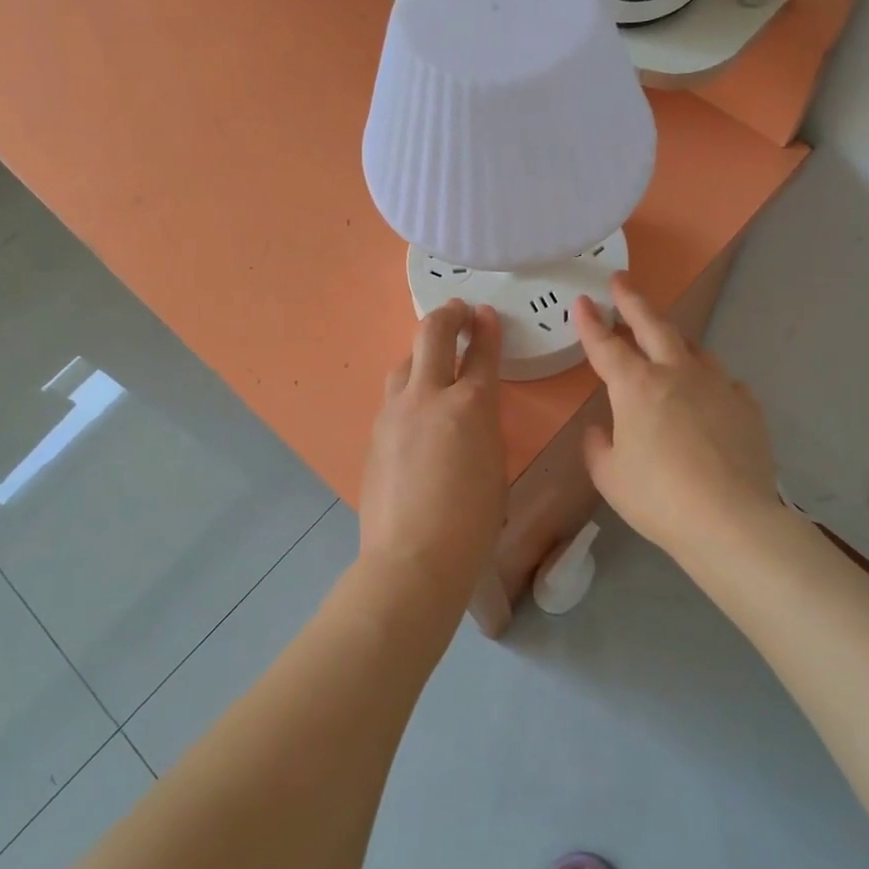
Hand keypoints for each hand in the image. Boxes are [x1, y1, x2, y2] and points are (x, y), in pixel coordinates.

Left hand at [358, 300, 506, 604]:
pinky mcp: (374, 433)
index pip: (480, 352)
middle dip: (448, 316)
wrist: (411, 556)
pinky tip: (414, 410)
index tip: (486, 314)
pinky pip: (393, 398)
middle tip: (458, 311)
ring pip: (405, 362)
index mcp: (471, 406)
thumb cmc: (471, 522)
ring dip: (422, 353)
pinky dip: (407, 390)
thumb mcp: (494, 467)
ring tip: (433, 359)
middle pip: (432, 335)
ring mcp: (394, 412)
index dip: (486, 329)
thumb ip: (483, 428)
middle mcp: (429, 396)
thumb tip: (470, 415)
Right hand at [575, 275, 777, 564]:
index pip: (606, 346)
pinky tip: (708, 394)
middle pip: (653, 326)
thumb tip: (601, 429)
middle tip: (621, 281)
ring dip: (673, 337)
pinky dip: (708, 381)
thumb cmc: (658, 498)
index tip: (582, 301)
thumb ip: (598, 446)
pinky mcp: (746, 406)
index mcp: (636, 387)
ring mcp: (717, 385)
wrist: (731, 520)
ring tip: (665, 336)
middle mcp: (676, 374)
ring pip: (693, 347)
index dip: (590, 323)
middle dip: (633, 301)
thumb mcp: (609, 476)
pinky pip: (723, 382)